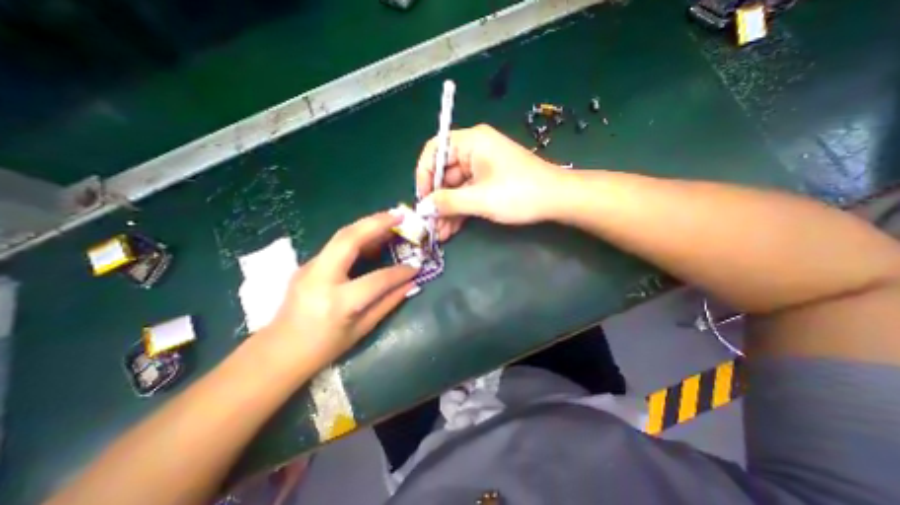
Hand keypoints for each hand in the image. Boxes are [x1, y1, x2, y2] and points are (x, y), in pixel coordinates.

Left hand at [258, 212, 416, 368]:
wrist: (279, 351)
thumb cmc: (324, 348)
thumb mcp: (361, 329)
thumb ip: (388, 302)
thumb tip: (410, 284)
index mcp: (338, 302)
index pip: (377, 280)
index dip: (400, 272)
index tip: (416, 266)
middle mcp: (321, 278)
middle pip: (349, 240)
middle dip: (377, 223)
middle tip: (399, 216)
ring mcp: (310, 267)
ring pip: (341, 236)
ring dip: (367, 224)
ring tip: (389, 220)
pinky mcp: (308, 264)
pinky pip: (337, 244)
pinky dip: (358, 236)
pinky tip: (372, 237)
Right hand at [412, 122, 560, 237]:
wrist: (557, 200)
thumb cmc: (519, 193)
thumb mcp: (480, 199)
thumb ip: (448, 202)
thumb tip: (423, 207)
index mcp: (471, 142)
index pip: (434, 150)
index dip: (424, 175)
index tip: (422, 199)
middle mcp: (473, 150)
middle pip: (444, 173)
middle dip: (436, 200)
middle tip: (429, 224)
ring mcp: (481, 168)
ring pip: (455, 188)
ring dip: (447, 210)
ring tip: (439, 233)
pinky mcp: (487, 182)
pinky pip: (467, 195)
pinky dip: (459, 211)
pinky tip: (450, 230)